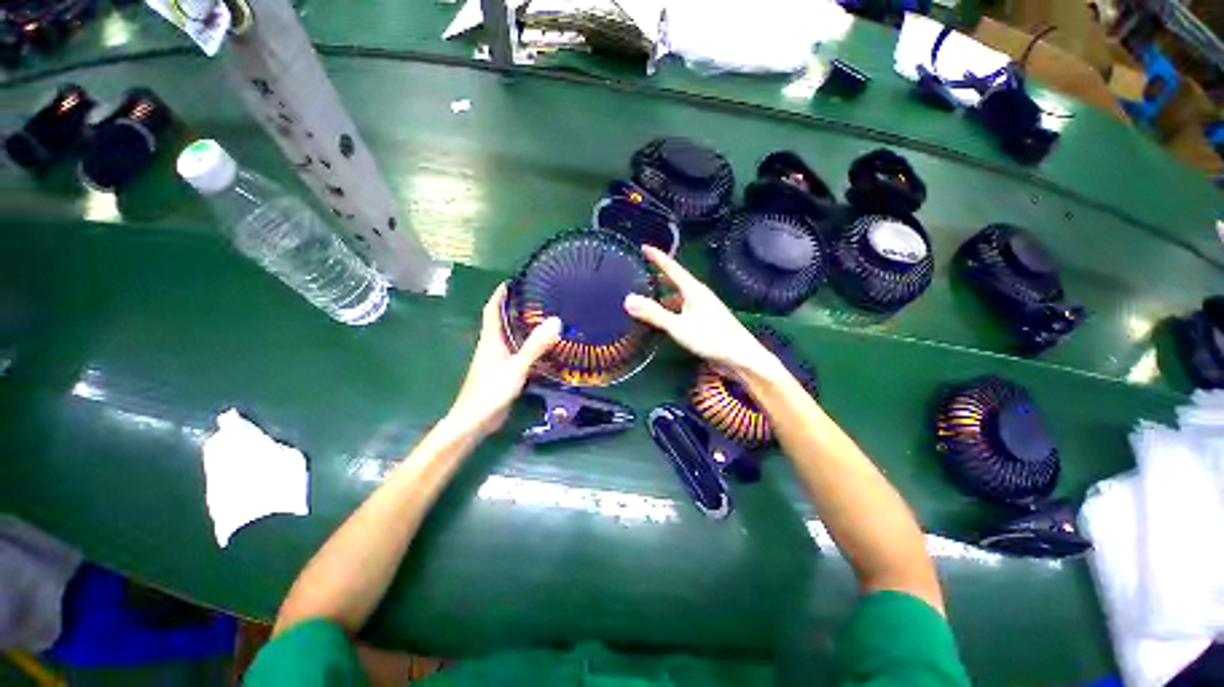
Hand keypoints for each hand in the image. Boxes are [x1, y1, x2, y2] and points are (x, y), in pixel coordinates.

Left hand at [446, 283, 561, 437]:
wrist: (476, 421)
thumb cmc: (491, 391)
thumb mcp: (516, 366)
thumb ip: (535, 345)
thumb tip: (556, 321)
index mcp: (491, 339)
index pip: (492, 309)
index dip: (500, 294)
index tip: (513, 281)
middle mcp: (493, 346)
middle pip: (503, 321)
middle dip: (517, 308)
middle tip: (539, 299)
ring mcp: (498, 360)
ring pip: (512, 338)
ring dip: (524, 328)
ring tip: (546, 319)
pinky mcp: (504, 373)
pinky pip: (518, 353)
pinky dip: (529, 347)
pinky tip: (544, 349)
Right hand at [624, 246, 780, 378]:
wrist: (740, 356)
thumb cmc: (710, 338)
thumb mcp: (678, 326)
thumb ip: (654, 314)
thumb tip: (628, 299)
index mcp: (693, 289)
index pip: (672, 267)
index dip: (658, 257)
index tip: (644, 247)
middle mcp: (699, 294)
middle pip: (676, 280)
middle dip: (659, 276)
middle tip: (641, 273)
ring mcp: (703, 307)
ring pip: (679, 296)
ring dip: (664, 295)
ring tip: (647, 297)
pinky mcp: (705, 320)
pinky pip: (683, 308)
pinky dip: (671, 309)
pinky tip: (664, 318)